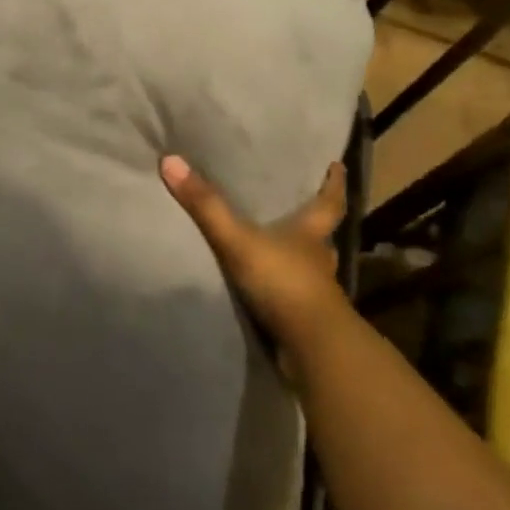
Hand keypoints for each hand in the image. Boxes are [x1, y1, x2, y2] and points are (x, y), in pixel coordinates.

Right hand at [160, 155, 347, 364]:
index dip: (334, 184)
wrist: (311, 349)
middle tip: (302, 205)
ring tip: (280, 248)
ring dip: (299, 258)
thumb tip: (172, 161)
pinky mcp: (305, 319)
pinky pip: (295, 295)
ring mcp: (315, 292)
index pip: (330, 202)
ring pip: (311, 267)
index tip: (337, 166)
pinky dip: (285, 289)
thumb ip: (206, 205)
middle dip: (315, 223)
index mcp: (311, 234)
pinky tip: (269, 288)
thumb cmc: (284, 282)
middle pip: (323, 235)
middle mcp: (318, 259)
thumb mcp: (238, 239)